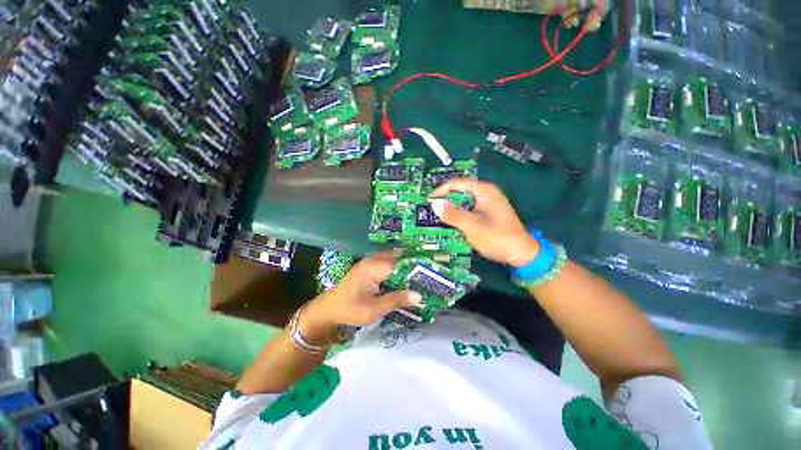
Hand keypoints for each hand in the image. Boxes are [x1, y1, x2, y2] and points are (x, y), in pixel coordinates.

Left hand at [298, 250, 421, 345]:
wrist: (328, 309)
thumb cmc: (349, 309)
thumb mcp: (374, 309)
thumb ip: (396, 300)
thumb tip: (419, 295)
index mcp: (375, 267)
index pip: (402, 261)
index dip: (418, 265)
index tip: (433, 269)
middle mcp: (374, 259)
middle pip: (400, 256)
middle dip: (415, 262)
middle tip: (432, 270)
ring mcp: (371, 261)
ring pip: (395, 258)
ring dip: (408, 264)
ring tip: (424, 272)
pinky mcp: (370, 266)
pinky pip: (389, 262)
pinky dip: (399, 267)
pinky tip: (408, 276)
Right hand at [430, 179, 539, 266]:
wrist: (520, 254)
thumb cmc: (497, 238)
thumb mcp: (473, 226)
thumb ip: (453, 215)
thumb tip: (434, 203)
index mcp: (485, 191)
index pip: (458, 183)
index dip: (442, 190)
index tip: (429, 200)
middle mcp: (485, 193)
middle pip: (460, 192)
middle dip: (445, 201)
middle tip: (431, 211)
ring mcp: (486, 204)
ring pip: (462, 202)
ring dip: (451, 209)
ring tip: (437, 218)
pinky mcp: (486, 213)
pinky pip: (467, 210)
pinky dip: (458, 215)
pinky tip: (450, 224)